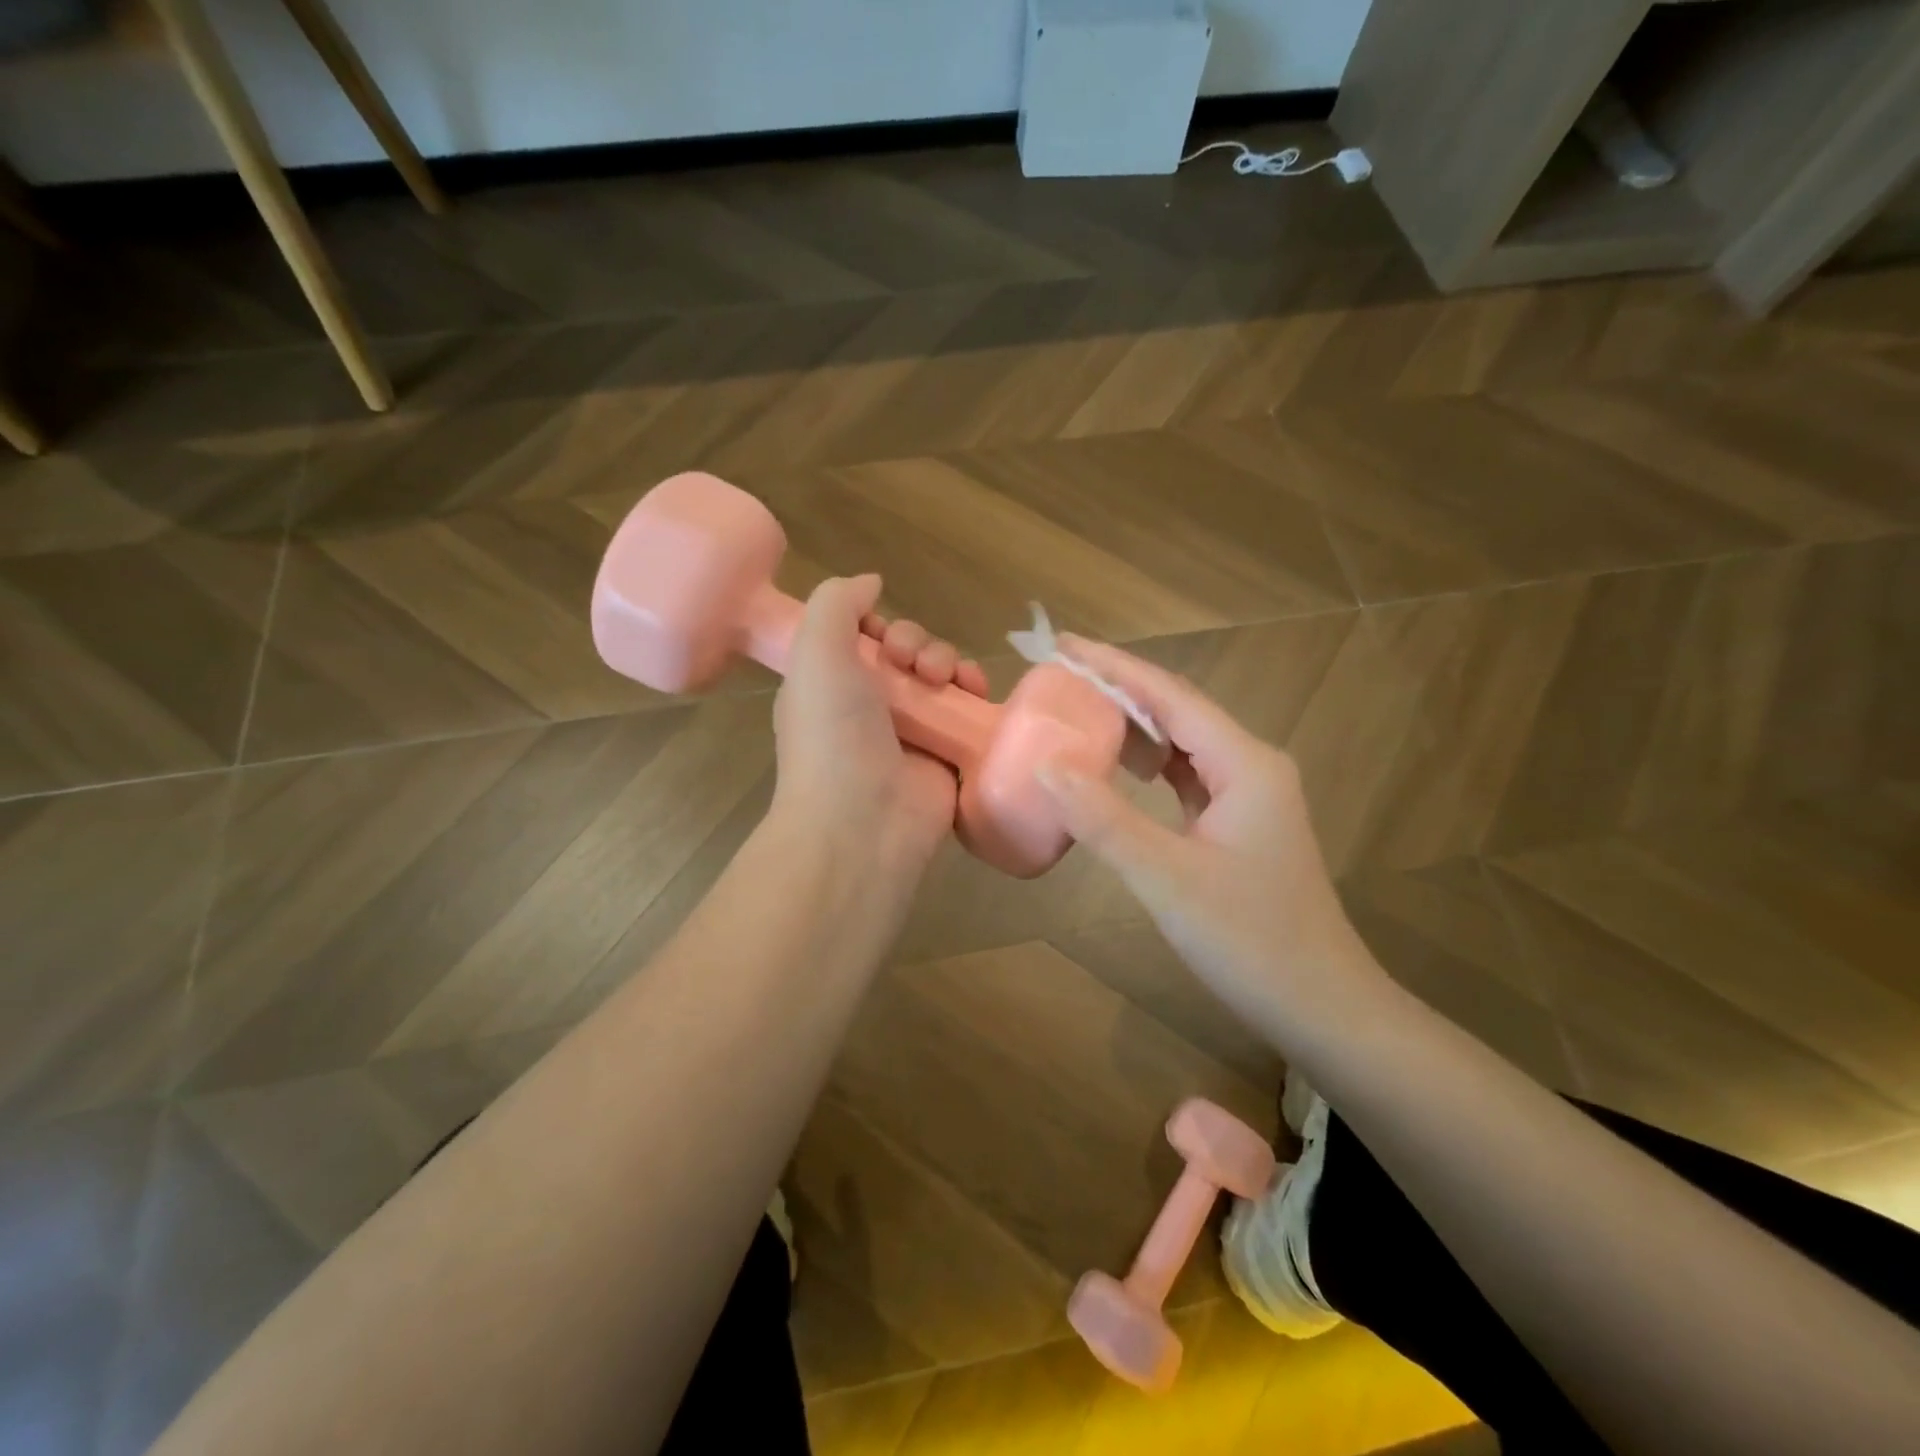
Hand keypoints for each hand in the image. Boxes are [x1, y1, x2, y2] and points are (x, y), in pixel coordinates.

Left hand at [772, 575, 985, 874]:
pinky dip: (975, 692)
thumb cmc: (832, 735)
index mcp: (832, 685)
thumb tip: (871, 582)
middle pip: (908, 653)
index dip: (880, 626)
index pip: (863, 638)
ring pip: (942, 676)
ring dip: (949, 661)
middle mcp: (870, 706)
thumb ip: (836, 603)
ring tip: (943, 679)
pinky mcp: (948, 754)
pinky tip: (975, 690)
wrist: (863, 823)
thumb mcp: (814, 653)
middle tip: (914, 665)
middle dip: (918, 644)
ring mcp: (912, 732)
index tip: (883, 637)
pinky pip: (968, 710)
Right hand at [1036, 638, 1390, 1043]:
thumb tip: (1045, 763)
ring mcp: (1249, 795)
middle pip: (1177, 711)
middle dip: (1117, 690)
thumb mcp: (1166, 878)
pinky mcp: (1239, 823)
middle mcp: (1251, 765)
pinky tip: (1118, 768)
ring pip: (1182, 743)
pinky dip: (1148, 765)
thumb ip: (1103, 818)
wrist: (1322, 1007)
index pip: (1169, 695)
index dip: (1113, 666)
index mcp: (1245, 763)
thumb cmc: (1249, 940)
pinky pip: (1186, 776)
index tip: (1062, 645)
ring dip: (1132, 727)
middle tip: (1058, 679)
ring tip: (1076, 713)